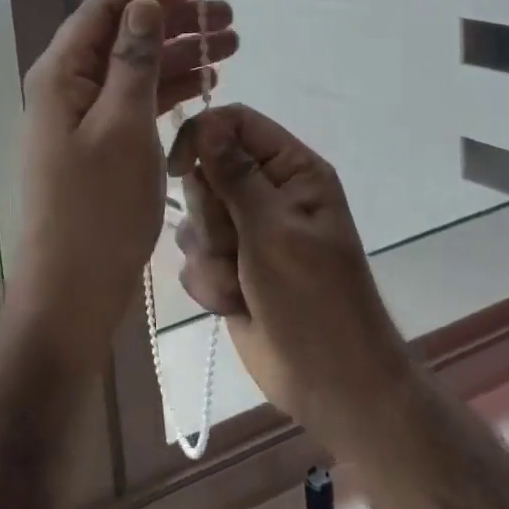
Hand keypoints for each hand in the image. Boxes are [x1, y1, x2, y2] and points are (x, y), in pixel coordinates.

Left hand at [5, 0, 238, 375]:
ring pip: (136, 69)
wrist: (72, 289)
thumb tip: (142, 4)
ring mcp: (83, 117)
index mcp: (62, 74)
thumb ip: (134, 62)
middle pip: (124, 36)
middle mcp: (68, 87)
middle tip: (228, 18)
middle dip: (174, 22)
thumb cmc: (97, 207)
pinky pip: (137, 101)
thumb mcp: (122, 126)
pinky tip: (208, 84)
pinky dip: (170, 89)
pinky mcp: (100, 143)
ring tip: (232, 46)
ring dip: (180, 55)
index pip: (107, 9)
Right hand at [169, 104, 405, 456]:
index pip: (235, 123)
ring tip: (239, 283)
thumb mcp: (274, 231)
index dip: (202, 136)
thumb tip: (206, 123)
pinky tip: (234, 303)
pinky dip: (209, 281)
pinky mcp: (229, 266)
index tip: (178, 168)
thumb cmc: (313, 301)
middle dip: (210, 213)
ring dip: (209, 254)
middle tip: (234, 244)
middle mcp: (267, 193)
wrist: (330, 386)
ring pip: (194, 216)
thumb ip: (235, 174)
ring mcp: (246, 231)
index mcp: (292, 171)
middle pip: (207, 170)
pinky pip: (193, 254)